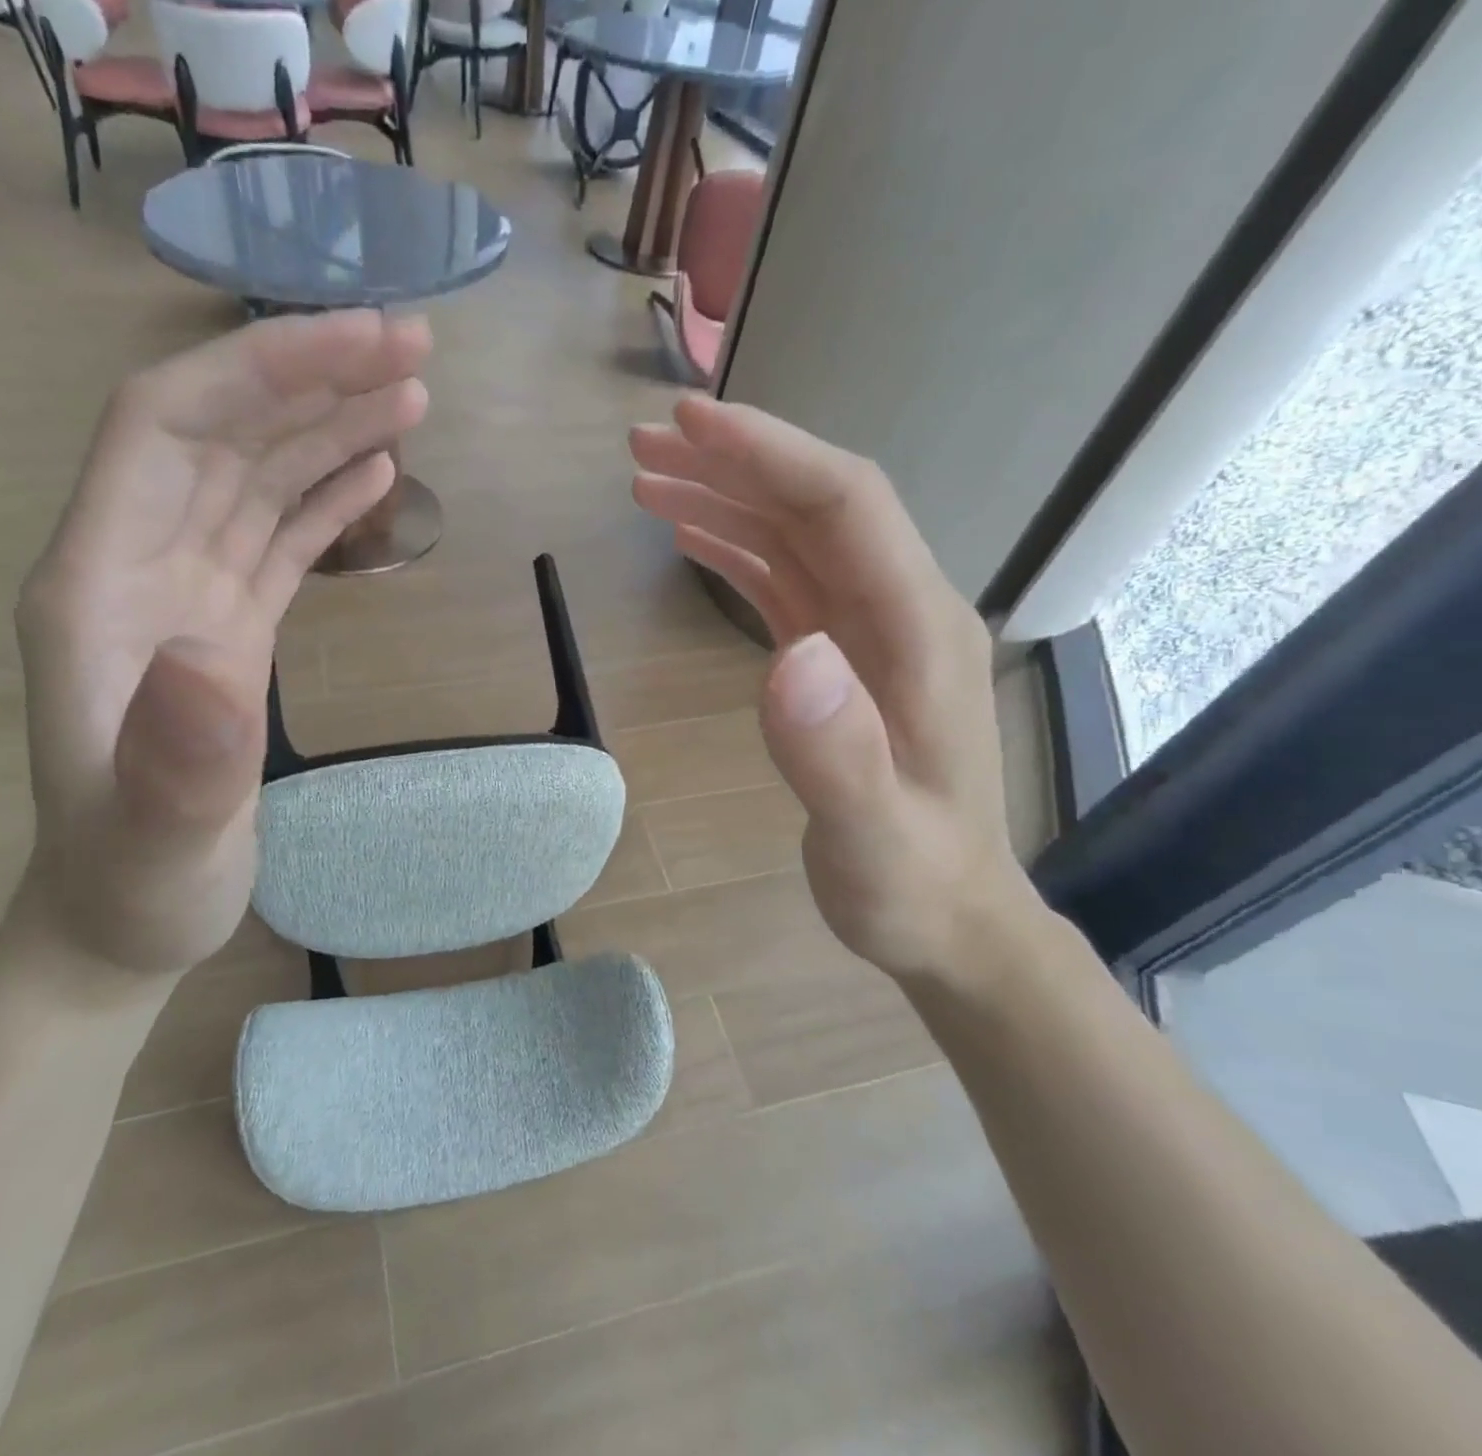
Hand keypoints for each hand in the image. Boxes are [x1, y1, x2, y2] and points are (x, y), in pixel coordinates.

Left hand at [16, 311, 431, 975]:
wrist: (122, 917)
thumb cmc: (133, 882)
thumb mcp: (157, 836)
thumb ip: (178, 756)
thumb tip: (210, 653)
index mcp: (99, 585)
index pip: (163, 427)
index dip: (253, 372)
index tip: (353, 346)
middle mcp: (139, 566)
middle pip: (221, 433)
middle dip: (311, 378)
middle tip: (414, 348)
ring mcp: (187, 594)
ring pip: (258, 477)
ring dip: (329, 427)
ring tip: (413, 392)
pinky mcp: (227, 626)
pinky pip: (276, 536)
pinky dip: (324, 495)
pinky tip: (374, 470)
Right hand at [629, 396, 1031, 985]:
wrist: (949, 920)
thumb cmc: (913, 886)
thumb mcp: (876, 838)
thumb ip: (838, 754)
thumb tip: (790, 655)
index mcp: (917, 630)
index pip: (844, 505)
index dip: (767, 453)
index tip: (687, 422)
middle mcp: (897, 611)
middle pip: (813, 504)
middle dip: (730, 463)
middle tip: (640, 446)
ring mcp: (867, 633)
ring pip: (793, 536)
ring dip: (723, 500)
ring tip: (646, 483)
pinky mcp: (839, 659)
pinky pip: (784, 581)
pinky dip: (735, 548)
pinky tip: (691, 539)